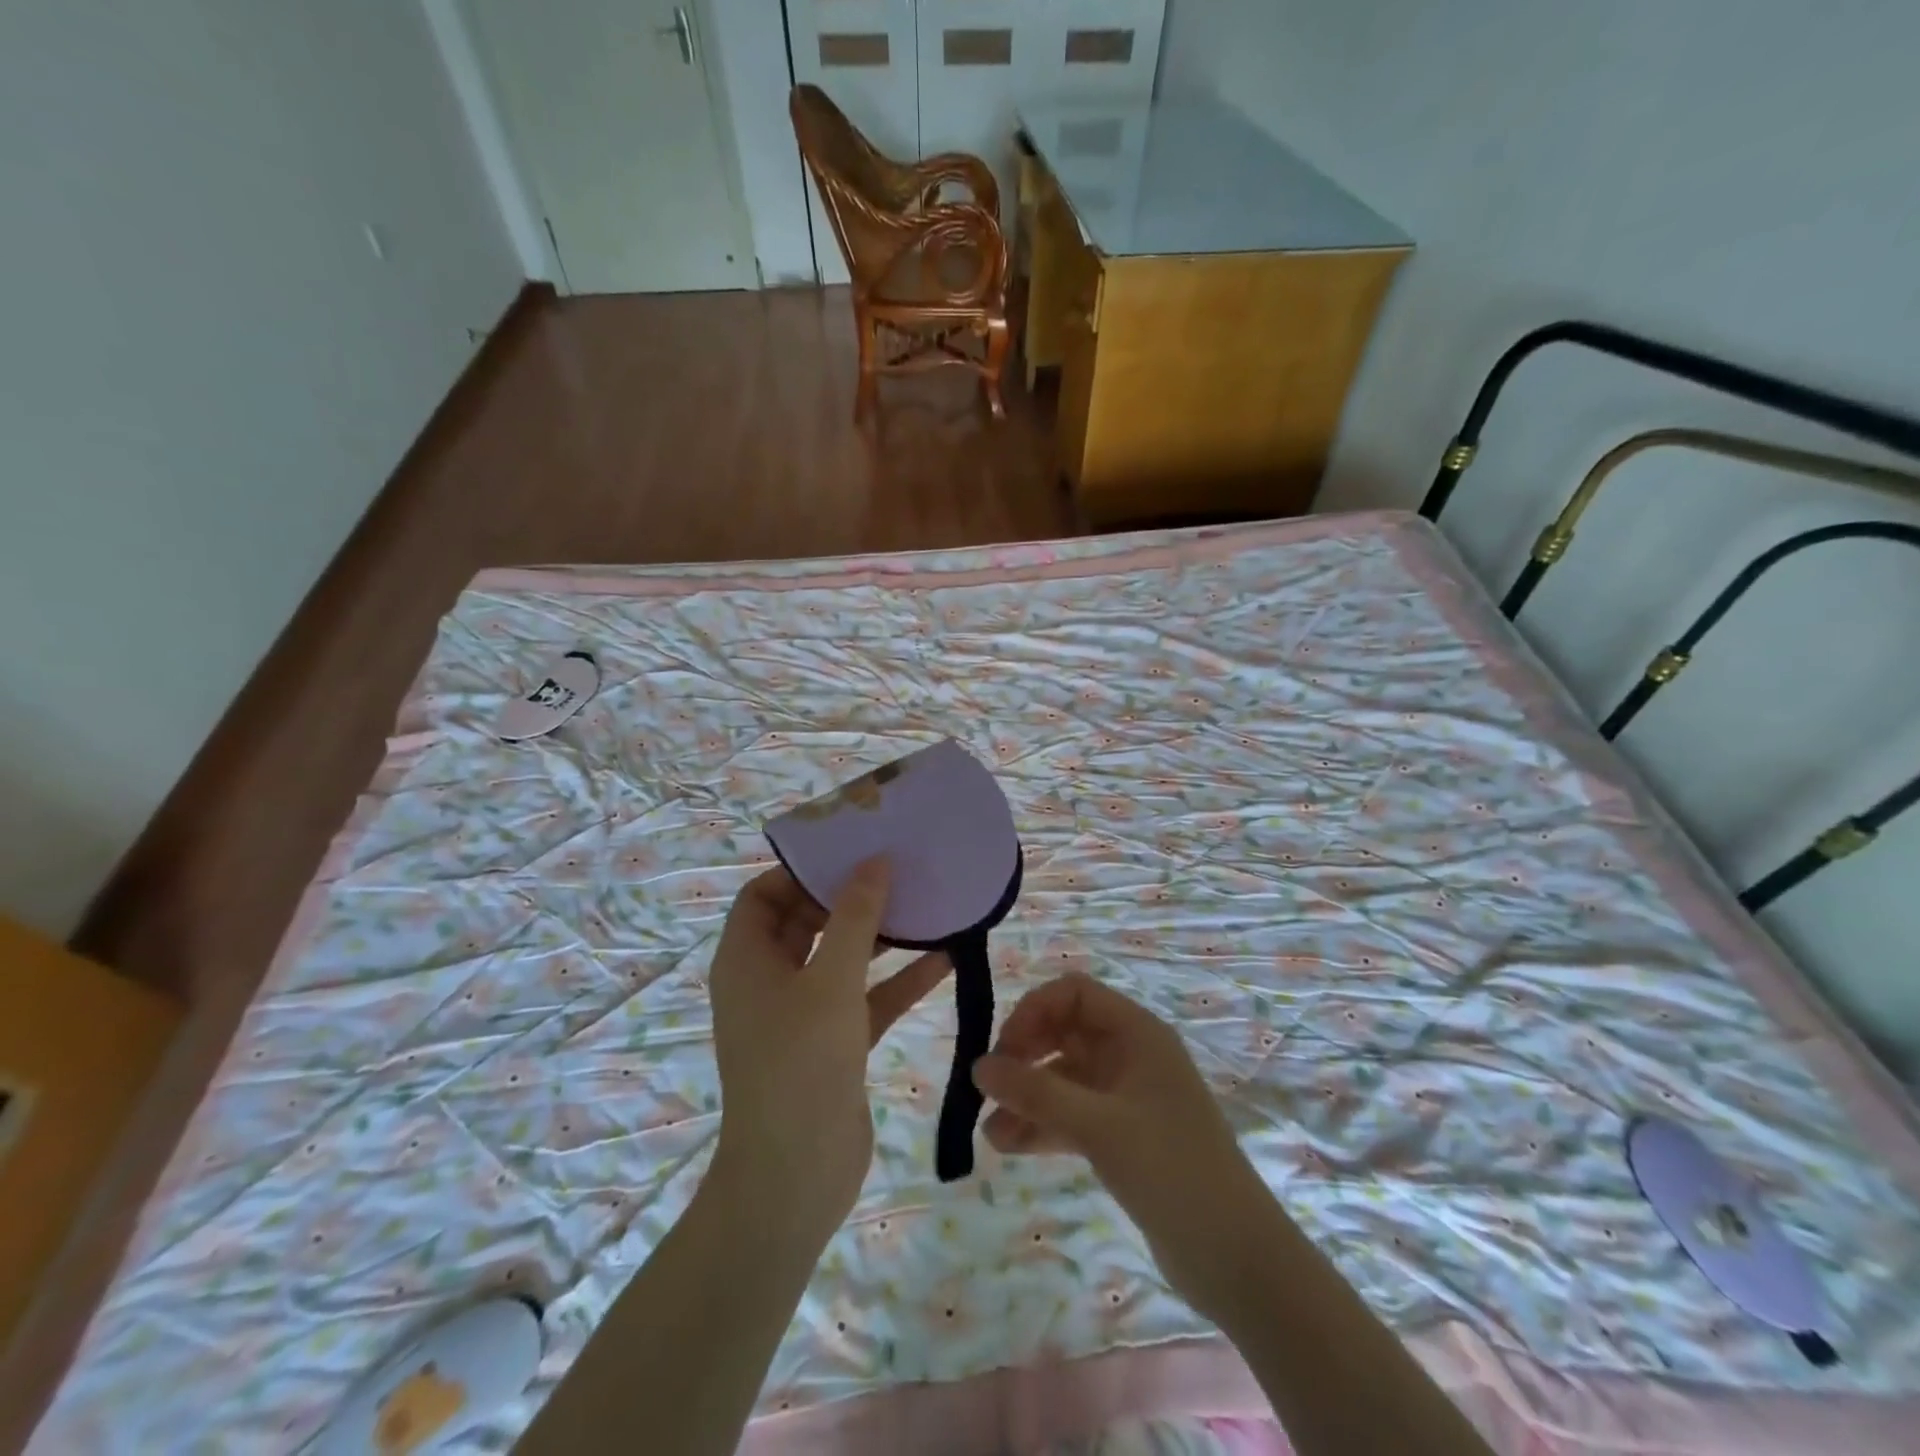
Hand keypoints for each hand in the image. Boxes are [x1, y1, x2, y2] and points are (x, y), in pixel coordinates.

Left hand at [708, 861, 947, 1238]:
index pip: (764, 894)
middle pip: (808, 921)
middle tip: (897, 869)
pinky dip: (898, 981)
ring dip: (881, 937)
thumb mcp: (831, 981)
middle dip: (850, 898)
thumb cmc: (800, 1065)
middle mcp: (769, 981)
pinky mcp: (834, 1044)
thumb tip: (874, 862)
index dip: (801, 870)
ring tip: (926, 904)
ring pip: (842, 959)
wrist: (795, 1179)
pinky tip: (945, 959)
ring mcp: (802, 1014)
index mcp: (747, 960)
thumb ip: (855, 918)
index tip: (850, 852)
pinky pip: (866, 998)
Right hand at [972, 973, 1274, 1320]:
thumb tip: (978, 1067)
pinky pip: (1072, 1115)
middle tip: (989, 1088)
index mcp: (1137, 1033)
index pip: (1074, 994)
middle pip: (1065, 1033)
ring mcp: (1127, 1097)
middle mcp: (1131, 1055)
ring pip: (1064, 1079)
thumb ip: (1036, 1093)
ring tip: (989, 1131)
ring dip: (1028, 1097)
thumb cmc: (1171, 1169)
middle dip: (1024, 1057)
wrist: (1237, 1258)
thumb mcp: (1098, 1125)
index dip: (1034, 1011)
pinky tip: (1009, 1147)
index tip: (1005, 1049)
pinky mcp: (1123, 1136)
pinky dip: (1043, 1126)